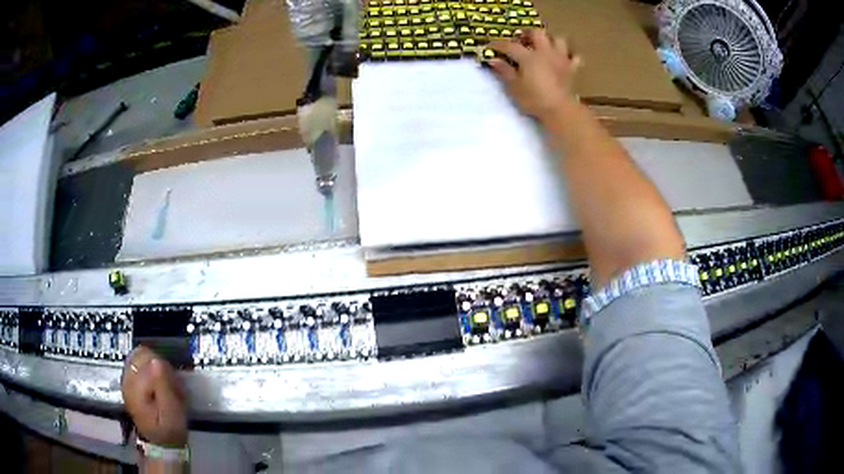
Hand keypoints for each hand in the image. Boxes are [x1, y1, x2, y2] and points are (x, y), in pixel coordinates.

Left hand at [122, 346, 187, 446]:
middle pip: (142, 353)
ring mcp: (126, 378)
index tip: (177, 388)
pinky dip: (148, 366)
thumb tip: (157, 361)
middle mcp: (127, 379)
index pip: (151, 362)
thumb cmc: (169, 430)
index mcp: (136, 389)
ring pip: (139, 354)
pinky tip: (156, 381)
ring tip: (163, 382)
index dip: (167, 371)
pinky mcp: (129, 379)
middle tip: (170, 384)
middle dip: (159, 364)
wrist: (161, 443)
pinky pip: (137, 361)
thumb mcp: (173, 414)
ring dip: (154, 364)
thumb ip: (165, 388)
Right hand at [488, 29, 581, 123]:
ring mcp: (560, 59)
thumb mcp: (514, 87)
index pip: (510, 45)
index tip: (490, 46)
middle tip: (521, 40)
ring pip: (558, 40)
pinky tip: (563, 59)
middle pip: (537, 33)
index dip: (498, 44)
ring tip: (543, 46)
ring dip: (550, 40)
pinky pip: (574, 57)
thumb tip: (493, 60)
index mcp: (529, 56)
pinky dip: (568, 55)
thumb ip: (504, 71)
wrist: (561, 110)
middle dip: (528, 33)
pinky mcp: (572, 69)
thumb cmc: (534, 99)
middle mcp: (545, 52)